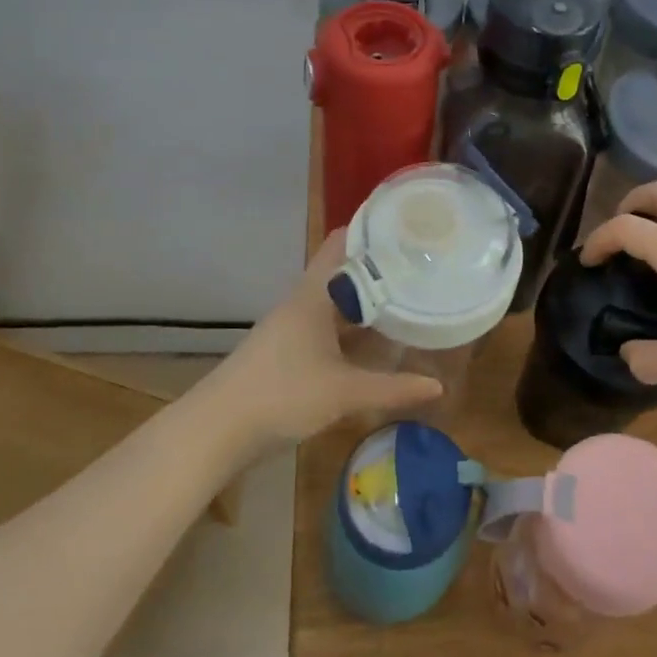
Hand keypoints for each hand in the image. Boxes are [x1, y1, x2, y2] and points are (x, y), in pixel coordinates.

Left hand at [202, 231, 443, 446]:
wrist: (218, 429)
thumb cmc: (283, 395)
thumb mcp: (344, 392)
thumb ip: (393, 388)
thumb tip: (439, 386)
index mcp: (312, 296)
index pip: (341, 243)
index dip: (372, 229)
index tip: (409, 226)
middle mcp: (301, 303)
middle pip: (342, 272)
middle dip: (379, 268)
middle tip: (422, 264)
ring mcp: (292, 327)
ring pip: (335, 302)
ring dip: (366, 300)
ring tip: (408, 297)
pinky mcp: (287, 351)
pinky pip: (328, 326)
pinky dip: (352, 327)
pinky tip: (374, 341)